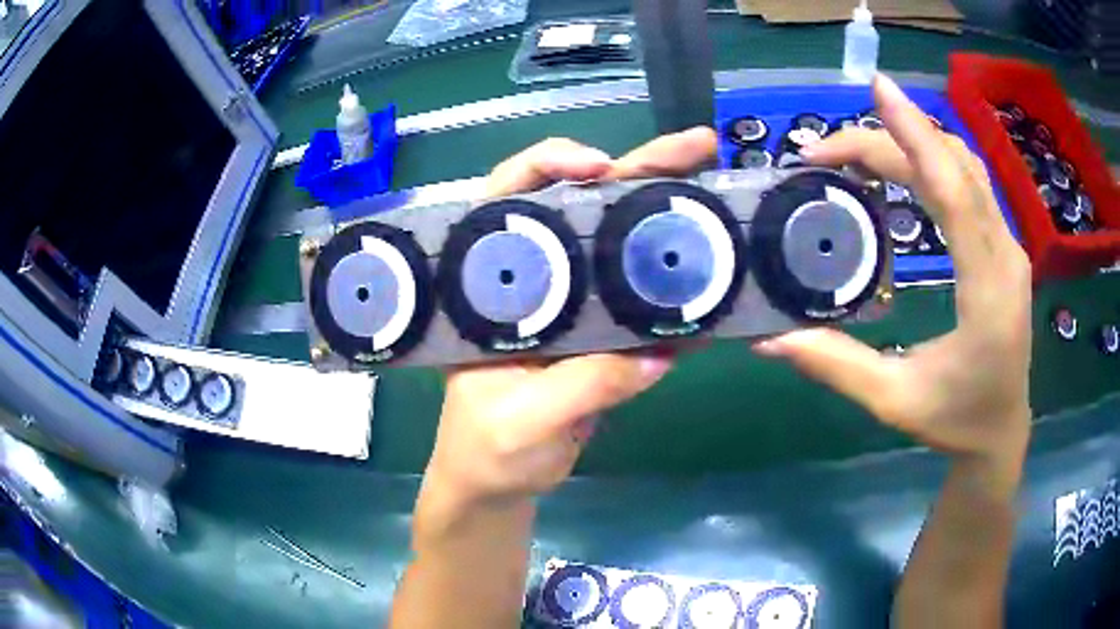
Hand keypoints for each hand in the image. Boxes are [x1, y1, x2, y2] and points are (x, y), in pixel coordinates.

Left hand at [424, 129, 717, 511]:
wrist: (503, 484)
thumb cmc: (487, 451)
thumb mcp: (521, 422)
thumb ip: (581, 387)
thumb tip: (658, 351)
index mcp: (488, 285)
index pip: (506, 200)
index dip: (547, 167)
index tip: (599, 166)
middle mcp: (534, 279)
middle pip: (580, 206)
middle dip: (636, 170)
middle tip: (695, 147)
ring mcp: (574, 303)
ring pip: (621, 243)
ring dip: (669, 213)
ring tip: (720, 188)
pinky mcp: (606, 333)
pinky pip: (646, 299)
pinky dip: (681, 286)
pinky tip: (721, 267)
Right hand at [754, 75, 1031, 475]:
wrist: (1001, 431)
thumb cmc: (955, 422)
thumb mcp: (894, 401)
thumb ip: (837, 366)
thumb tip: (770, 340)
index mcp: (986, 291)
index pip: (955, 193)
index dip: (916, 135)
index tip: (877, 91)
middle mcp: (1005, 255)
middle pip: (952, 168)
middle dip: (891, 141)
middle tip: (826, 149)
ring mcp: (1008, 246)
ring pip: (965, 167)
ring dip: (913, 143)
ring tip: (858, 150)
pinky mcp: (1003, 246)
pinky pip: (970, 184)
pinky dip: (933, 161)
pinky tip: (902, 164)